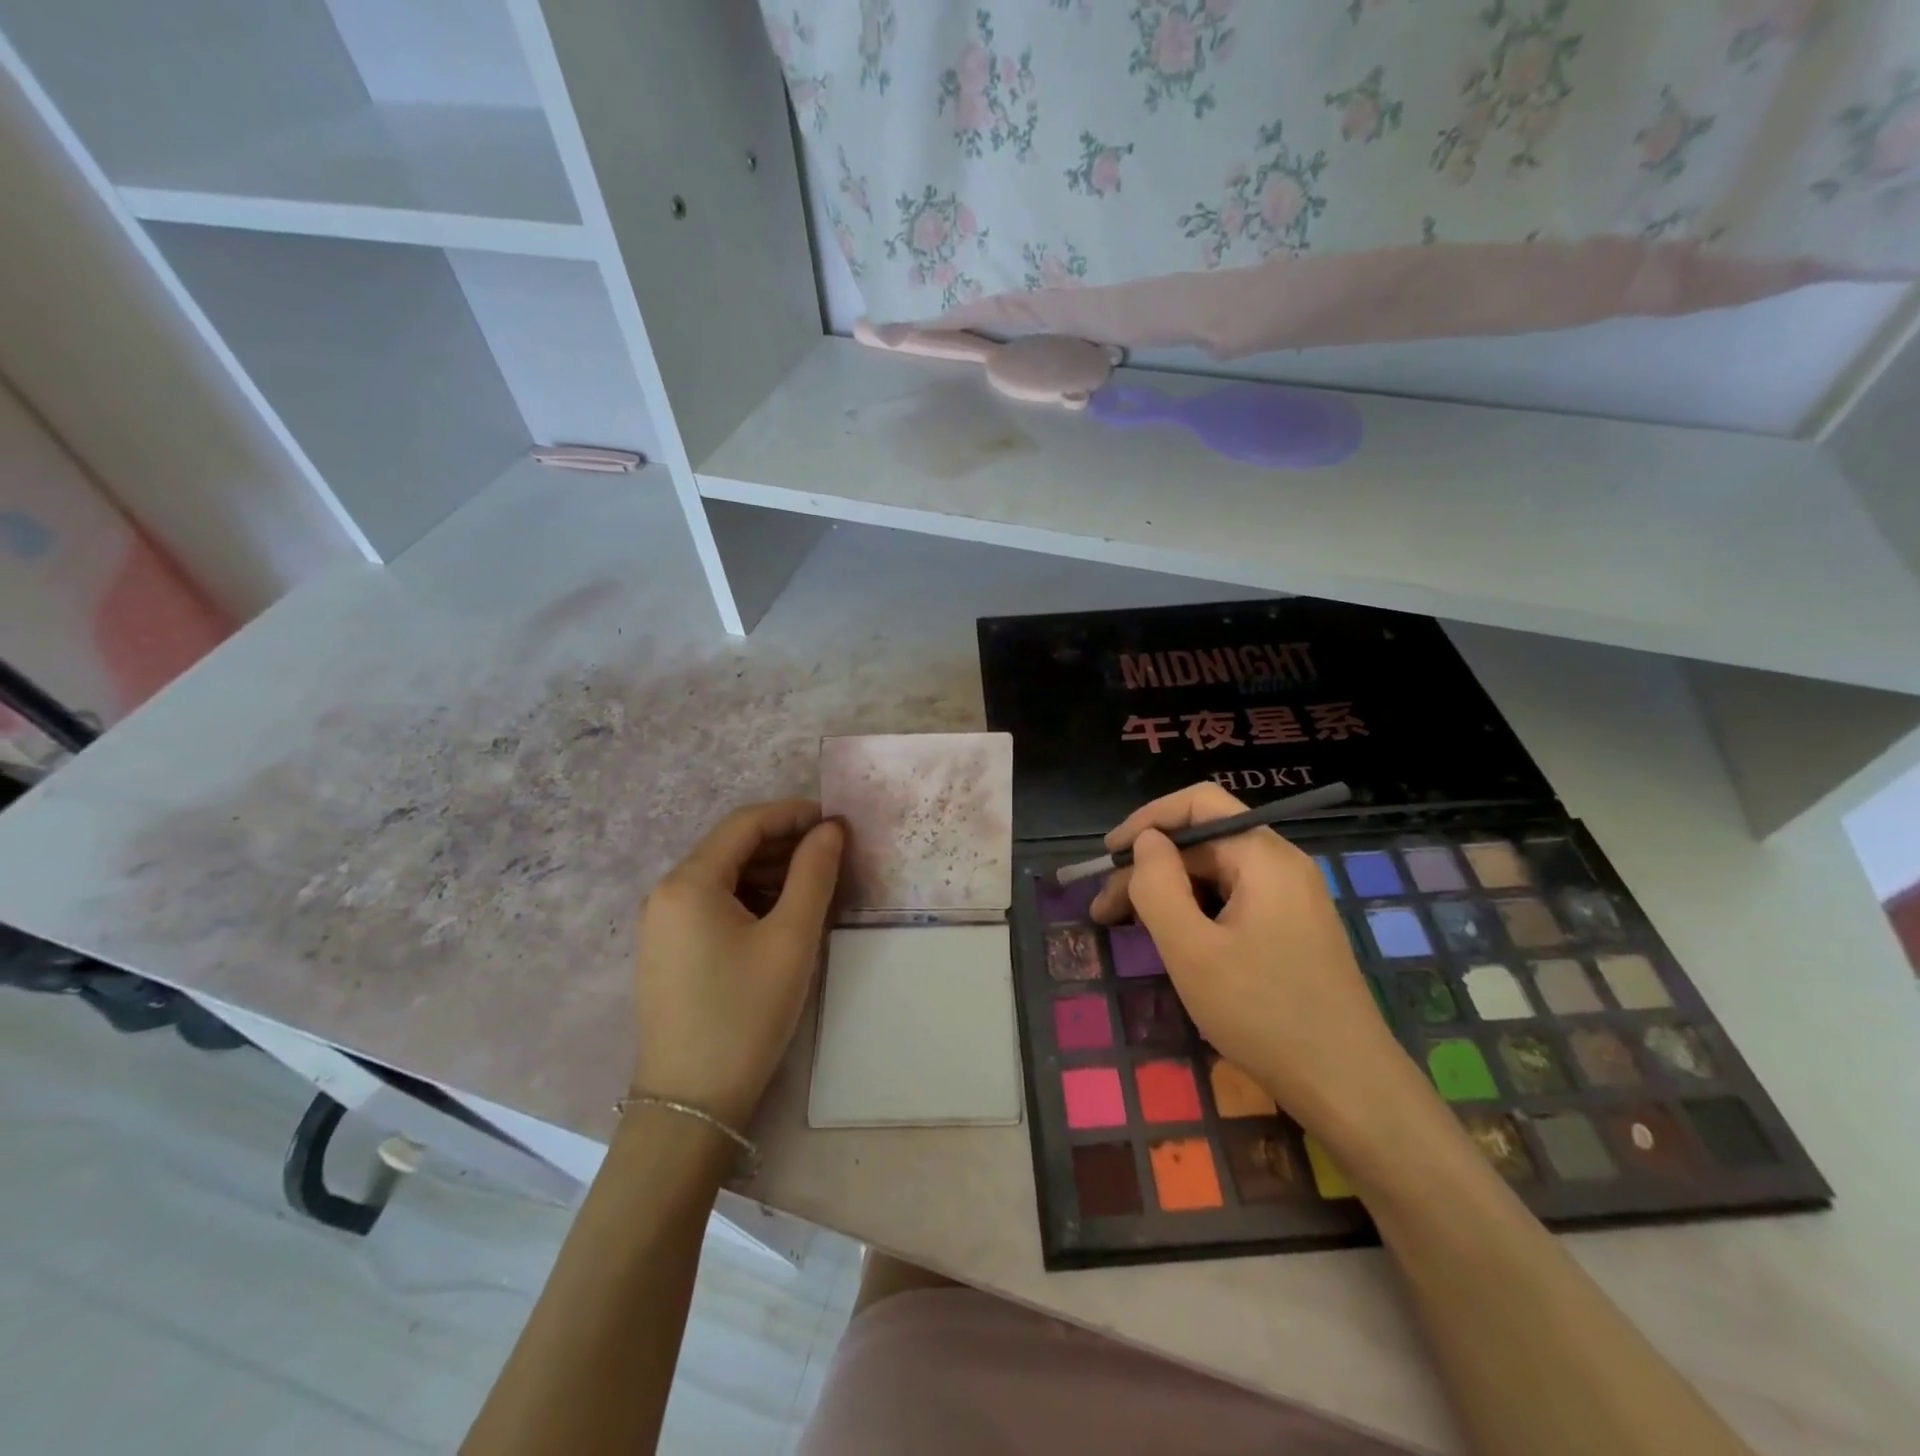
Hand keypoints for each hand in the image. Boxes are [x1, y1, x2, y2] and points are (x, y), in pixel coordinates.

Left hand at [632, 799, 843, 1127]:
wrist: (690, 1105)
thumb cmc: (745, 1014)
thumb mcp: (791, 938)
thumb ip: (814, 874)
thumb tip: (831, 829)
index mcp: (688, 882)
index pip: (745, 823)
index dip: (793, 813)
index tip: (836, 821)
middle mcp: (665, 893)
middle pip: (731, 847)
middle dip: (784, 843)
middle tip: (833, 854)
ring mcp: (661, 924)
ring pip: (723, 876)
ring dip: (770, 871)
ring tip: (816, 884)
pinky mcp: (667, 951)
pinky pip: (712, 905)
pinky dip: (750, 898)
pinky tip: (782, 915)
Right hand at [1091, 783, 1418, 1136]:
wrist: (1349, 1087)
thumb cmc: (1263, 1013)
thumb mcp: (1191, 950)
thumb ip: (1157, 885)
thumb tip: (1146, 842)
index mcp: (1264, 857)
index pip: (1199, 804)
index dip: (1147, 820)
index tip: (1108, 856)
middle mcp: (1281, 866)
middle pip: (1203, 843)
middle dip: (1149, 869)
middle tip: (1103, 911)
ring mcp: (1291, 900)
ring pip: (1215, 876)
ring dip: (1168, 894)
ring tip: (1128, 929)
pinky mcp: (1292, 931)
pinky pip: (1233, 903)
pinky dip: (1195, 914)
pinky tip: (1173, 943)